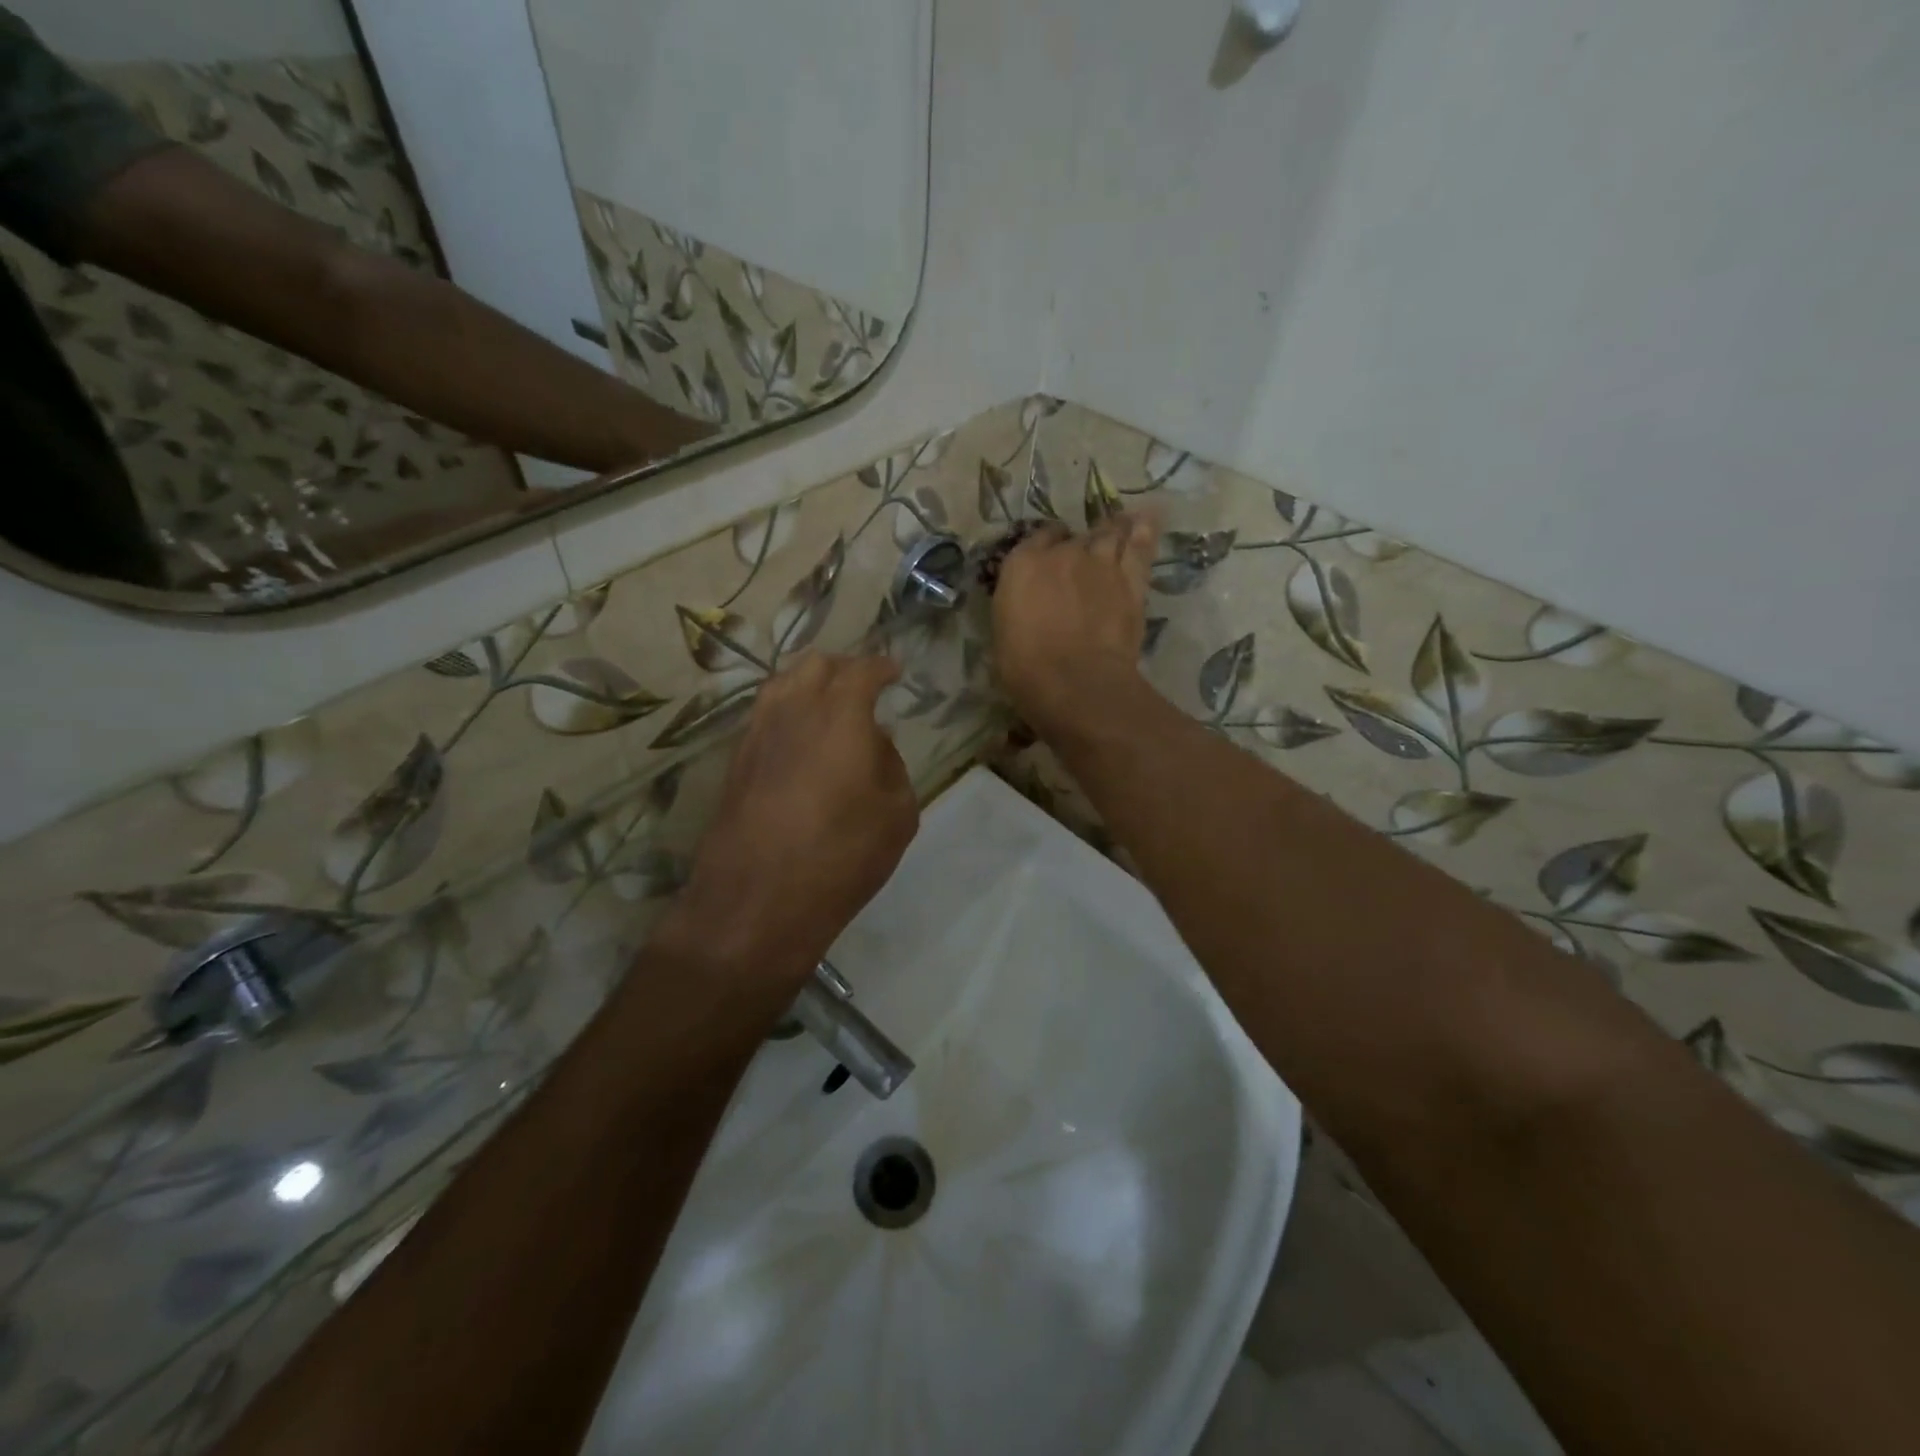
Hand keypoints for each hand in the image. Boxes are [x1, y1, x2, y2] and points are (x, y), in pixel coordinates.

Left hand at [678, 654, 917, 986]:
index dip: (882, 667)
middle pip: (816, 665)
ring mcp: (757, 732)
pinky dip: (788, 710)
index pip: (862, 670)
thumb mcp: (896, 814)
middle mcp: (793, 710)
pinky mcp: (736, 759)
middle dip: (845, 668)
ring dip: (810, 684)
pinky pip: (765, 714)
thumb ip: (892, 765)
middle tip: (864, 688)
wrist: (756, 902)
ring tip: (830, 707)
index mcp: (840, 715)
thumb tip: (875, 741)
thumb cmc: (841, 857)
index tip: (895, 672)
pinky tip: (800, 737)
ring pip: (783, 683)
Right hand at [993, 511, 1160, 740]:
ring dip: (1114, 529)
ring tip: (1121, 523)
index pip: (1037, 540)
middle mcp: (1063, 554)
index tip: (1050, 554)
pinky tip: (1148, 523)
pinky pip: (1140, 549)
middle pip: (1075, 537)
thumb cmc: (1025, 667)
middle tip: (1085, 550)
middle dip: (1080, 542)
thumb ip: (1020, 607)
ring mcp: (1101, 565)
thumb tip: (1030, 606)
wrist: (1076, 681)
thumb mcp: (1005, 633)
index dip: (1047, 545)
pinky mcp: (1132, 583)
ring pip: (1111, 534)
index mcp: (1022, 565)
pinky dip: (1145, 534)